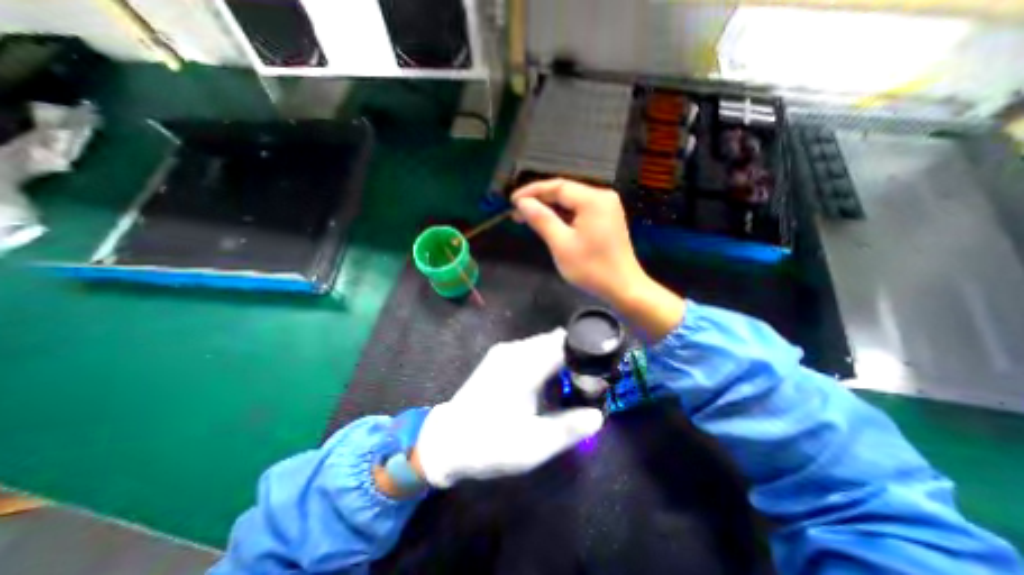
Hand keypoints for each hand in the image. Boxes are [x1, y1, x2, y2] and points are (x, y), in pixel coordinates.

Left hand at [416, 330, 605, 487]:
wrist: (447, 440)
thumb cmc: (490, 444)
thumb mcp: (534, 445)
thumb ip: (569, 428)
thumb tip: (598, 416)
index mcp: (524, 366)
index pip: (563, 344)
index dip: (585, 352)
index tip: (600, 369)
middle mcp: (514, 351)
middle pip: (554, 341)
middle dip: (574, 355)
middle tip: (587, 381)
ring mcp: (504, 352)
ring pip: (542, 344)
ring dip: (559, 358)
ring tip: (570, 384)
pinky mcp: (498, 358)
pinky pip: (530, 350)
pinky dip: (544, 360)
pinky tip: (546, 382)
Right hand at [511, 177, 687, 340]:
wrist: (623, 288)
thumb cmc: (591, 268)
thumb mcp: (561, 244)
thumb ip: (541, 219)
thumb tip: (522, 203)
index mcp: (593, 199)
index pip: (557, 186)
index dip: (532, 192)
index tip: (512, 201)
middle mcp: (602, 197)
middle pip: (565, 191)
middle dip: (540, 200)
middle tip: (517, 212)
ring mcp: (606, 207)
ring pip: (571, 201)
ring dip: (550, 209)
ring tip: (528, 218)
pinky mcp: (606, 219)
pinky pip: (579, 211)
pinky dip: (563, 216)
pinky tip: (549, 223)